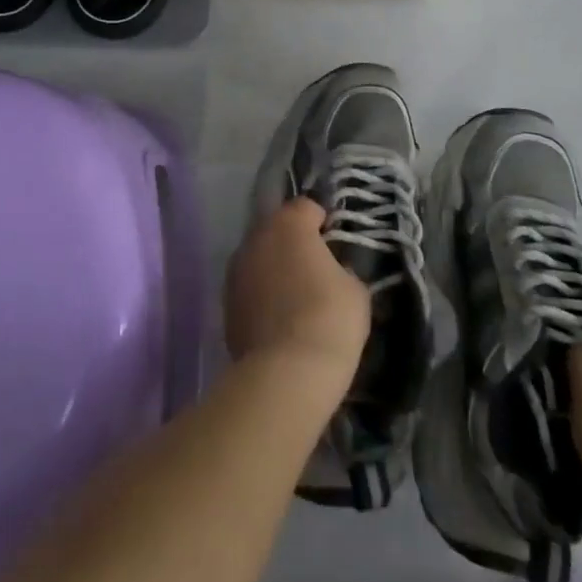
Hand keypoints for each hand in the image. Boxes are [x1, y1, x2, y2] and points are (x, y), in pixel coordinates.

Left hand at [224, 199, 369, 387]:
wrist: (287, 373)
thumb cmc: (329, 320)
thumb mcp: (355, 290)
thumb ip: (341, 269)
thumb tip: (331, 272)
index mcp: (288, 224)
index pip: (306, 207)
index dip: (323, 223)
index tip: (335, 246)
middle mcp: (256, 237)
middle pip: (277, 230)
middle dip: (294, 244)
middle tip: (315, 272)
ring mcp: (236, 270)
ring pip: (260, 258)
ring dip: (274, 269)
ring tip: (295, 299)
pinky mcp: (225, 303)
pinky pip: (249, 288)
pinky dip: (261, 296)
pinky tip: (278, 322)